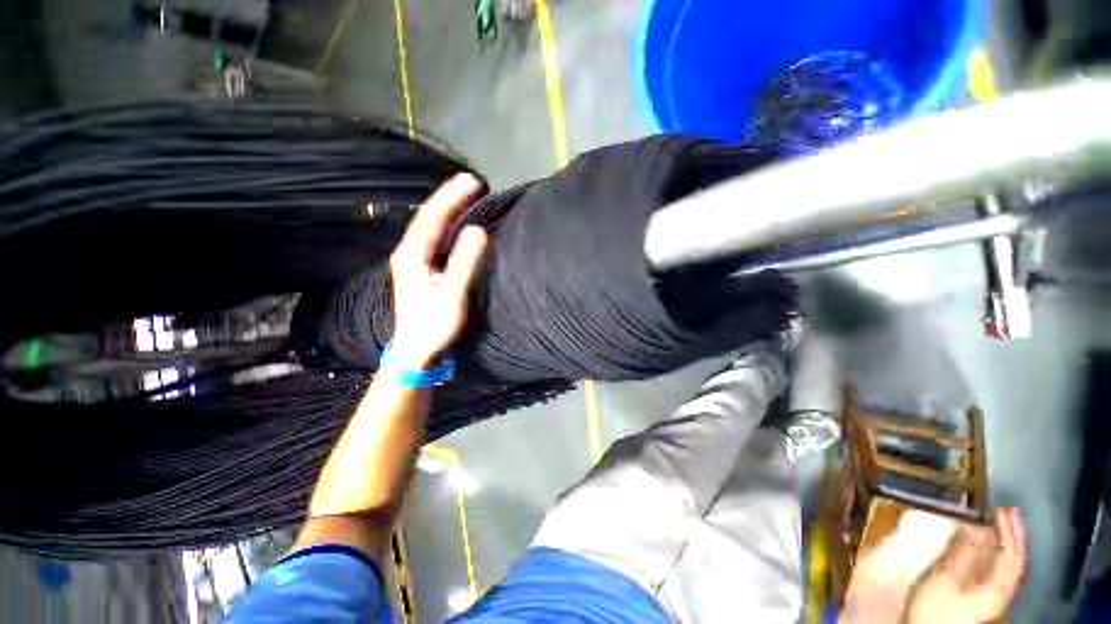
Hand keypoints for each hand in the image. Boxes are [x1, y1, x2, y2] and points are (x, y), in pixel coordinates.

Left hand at [389, 174, 488, 369]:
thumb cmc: (433, 326)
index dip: (452, 198)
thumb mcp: (452, 296)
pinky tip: (454, 222)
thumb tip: (478, 231)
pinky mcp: (421, 270)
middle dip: (449, 198)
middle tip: (472, 181)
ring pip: (429, 227)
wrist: (415, 351)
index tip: (473, 181)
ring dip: (447, 208)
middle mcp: (409, 253)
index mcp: (412, 256)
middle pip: (428, 218)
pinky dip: (445, 224)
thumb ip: (464, 264)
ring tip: (464, 194)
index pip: (432, 218)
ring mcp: (413, 262)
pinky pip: (433, 238)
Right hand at [902, 508, 1026, 623]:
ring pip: (1004, 567)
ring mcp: (989, 597)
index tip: (1003, 509)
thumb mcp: (944, 579)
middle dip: (1011, 537)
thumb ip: (961, 554)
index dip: (1010, 533)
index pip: (1010, 557)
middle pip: (1012, 562)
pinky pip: (993, 571)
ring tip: (997, 524)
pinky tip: (983, 547)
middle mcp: (999, 593)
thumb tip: (974, 525)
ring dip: (1003, 544)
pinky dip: (993, 554)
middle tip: (1006, 511)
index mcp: (996, 589)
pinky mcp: (977, 598)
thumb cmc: (934, 607)